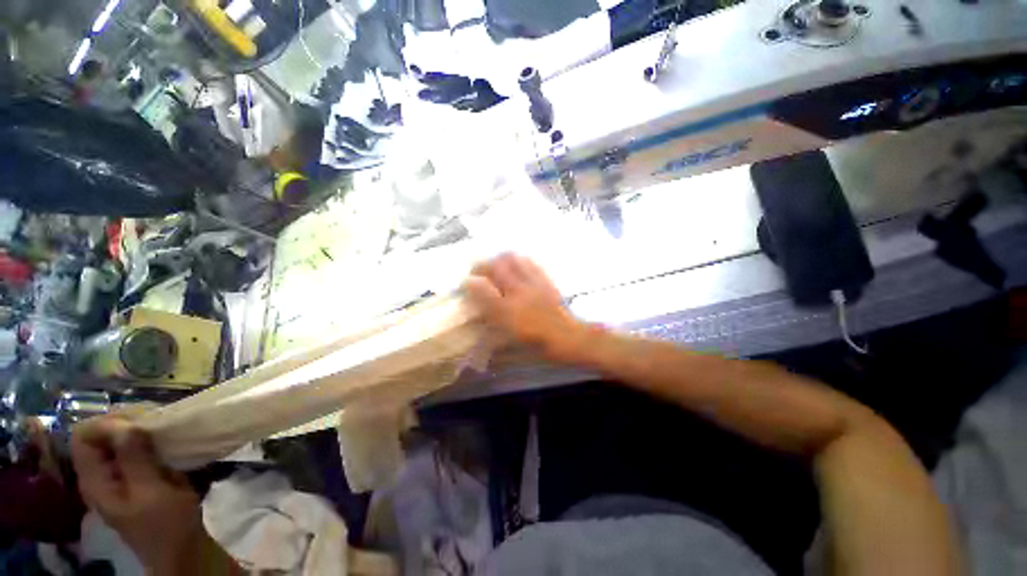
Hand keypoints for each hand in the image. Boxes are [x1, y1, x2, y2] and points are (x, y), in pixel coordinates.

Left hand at [71, 416, 231, 574]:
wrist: (182, 548)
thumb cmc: (165, 525)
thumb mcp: (152, 493)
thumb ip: (135, 460)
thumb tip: (128, 424)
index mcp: (95, 481)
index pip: (84, 437)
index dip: (108, 424)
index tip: (141, 423)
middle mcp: (102, 473)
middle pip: (101, 434)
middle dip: (128, 422)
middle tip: (159, 421)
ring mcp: (120, 474)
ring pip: (121, 439)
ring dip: (143, 428)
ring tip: (168, 427)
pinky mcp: (138, 475)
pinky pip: (137, 448)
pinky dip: (152, 438)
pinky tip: (170, 439)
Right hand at [464, 253, 588, 363]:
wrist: (566, 338)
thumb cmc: (536, 345)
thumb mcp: (509, 345)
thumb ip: (491, 333)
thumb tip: (478, 324)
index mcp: (506, 312)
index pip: (481, 290)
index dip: (469, 283)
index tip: (465, 282)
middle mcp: (516, 293)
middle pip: (495, 268)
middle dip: (482, 265)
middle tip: (478, 270)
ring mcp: (531, 284)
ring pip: (512, 260)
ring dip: (499, 259)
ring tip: (495, 264)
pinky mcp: (544, 280)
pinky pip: (529, 262)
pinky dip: (519, 260)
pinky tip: (516, 264)